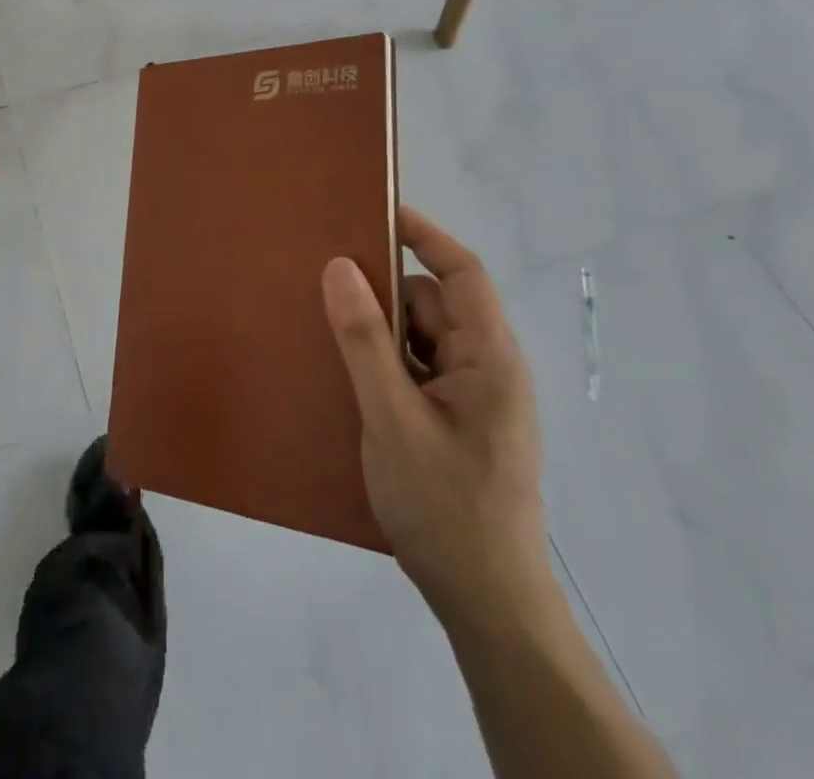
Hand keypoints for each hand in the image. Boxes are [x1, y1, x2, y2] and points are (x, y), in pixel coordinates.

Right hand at [322, 208, 556, 632]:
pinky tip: (345, 377)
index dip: (422, 234)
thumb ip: (365, 340)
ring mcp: (472, 396)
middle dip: (382, 295)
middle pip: (431, 304)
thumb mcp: (392, 418)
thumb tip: (340, 266)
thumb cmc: (445, 507)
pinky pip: (414, 370)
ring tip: (325, 335)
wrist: (485, 604)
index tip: (373, 210)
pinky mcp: (454, 420)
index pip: (461, 271)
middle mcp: (486, 367)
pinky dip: (382, 364)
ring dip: (377, 334)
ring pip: (418, 339)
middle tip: (324, 287)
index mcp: (489, 357)